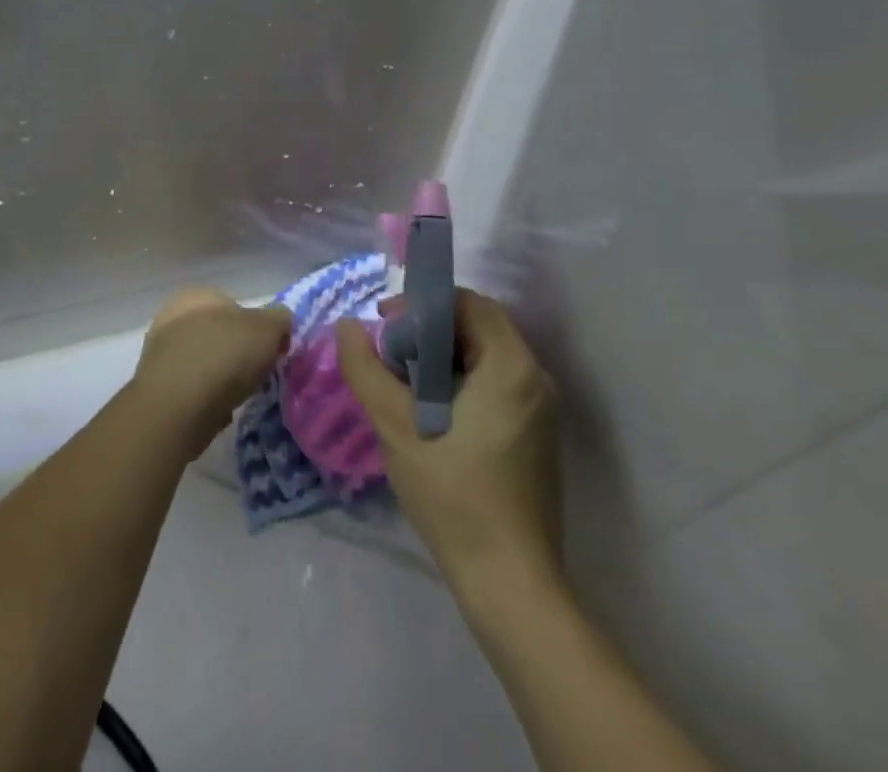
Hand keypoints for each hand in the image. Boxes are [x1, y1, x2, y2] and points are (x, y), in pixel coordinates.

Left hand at [134, 288, 291, 456]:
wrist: (177, 407)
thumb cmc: (225, 355)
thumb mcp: (269, 329)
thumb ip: (279, 320)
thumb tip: (280, 323)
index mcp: (198, 294)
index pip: (234, 305)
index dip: (256, 328)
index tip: (269, 351)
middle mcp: (172, 315)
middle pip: (217, 334)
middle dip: (236, 352)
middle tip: (255, 373)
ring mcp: (159, 352)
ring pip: (202, 361)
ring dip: (219, 377)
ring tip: (237, 395)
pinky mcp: (155, 387)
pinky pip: (190, 388)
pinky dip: (204, 398)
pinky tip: (216, 411)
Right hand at [338, 289, 562, 602]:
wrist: (509, 584)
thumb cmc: (454, 495)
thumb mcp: (396, 426)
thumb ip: (366, 369)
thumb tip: (347, 326)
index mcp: (511, 364)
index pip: (468, 303)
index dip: (423, 304)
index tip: (386, 326)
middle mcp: (535, 378)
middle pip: (478, 327)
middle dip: (430, 330)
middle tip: (391, 354)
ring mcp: (540, 410)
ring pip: (486, 357)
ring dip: (444, 357)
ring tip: (404, 383)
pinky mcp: (536, 437)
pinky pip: (496, 385)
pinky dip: (462, 382)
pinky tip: (432, 413)